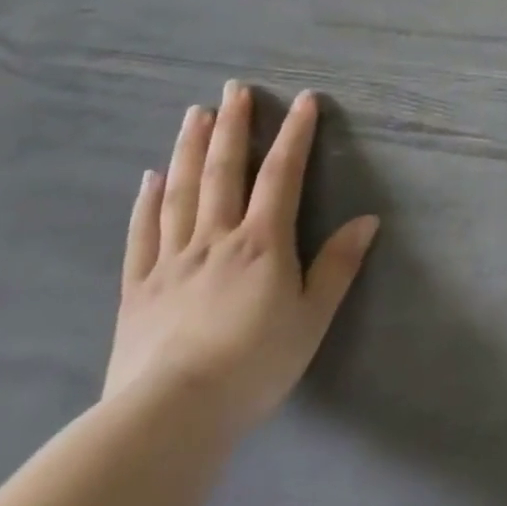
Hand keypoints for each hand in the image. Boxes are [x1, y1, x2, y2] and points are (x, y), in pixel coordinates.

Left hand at [104, 83, 378, 435]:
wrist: (169, 417)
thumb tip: (368, 219)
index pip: (282, 175)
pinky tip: (149, 178)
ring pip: (180, 192)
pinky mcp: (138, 288)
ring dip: (188, 149)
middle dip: (232, 126)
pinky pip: (143, 234)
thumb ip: (338, 265)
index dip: (294, 134)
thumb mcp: (312, 317)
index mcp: (262, 243)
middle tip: (234, 88)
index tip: (302, 100)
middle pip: (223, 171)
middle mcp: (216, 239)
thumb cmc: (254, 365)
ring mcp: (172, 260)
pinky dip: (147, 202)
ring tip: (194, 114)